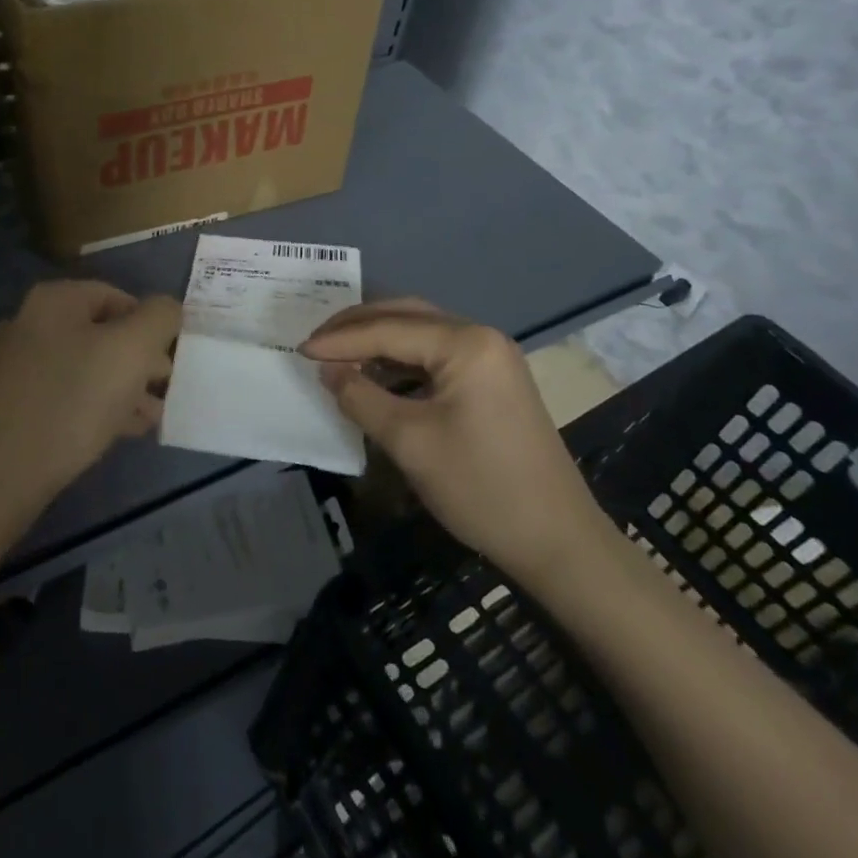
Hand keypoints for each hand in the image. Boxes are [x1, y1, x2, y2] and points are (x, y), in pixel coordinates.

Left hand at [0, 279, 180, 517]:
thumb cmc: (72, 401)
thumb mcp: (132, 349)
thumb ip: (160, 317)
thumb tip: (168, 309)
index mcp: (55, 300)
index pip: (119, 297)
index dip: (152, 325)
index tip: (172, 360)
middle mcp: (30, 323)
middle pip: (103, 333)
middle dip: (141, 361)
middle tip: (167, 389)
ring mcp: (16, 366)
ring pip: (87, 367)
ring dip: (125, 387)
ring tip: (152, 416)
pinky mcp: (12, 406)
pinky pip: (67, 395)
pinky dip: (97, 407)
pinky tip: (122, 431)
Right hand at [301, 299, 609, 582]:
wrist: (558, 541)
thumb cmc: (480, 487)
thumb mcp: (410, 442)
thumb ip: (361, 397)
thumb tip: (328, 370)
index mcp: (465, 343)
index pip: (388, 329)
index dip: (341, 340)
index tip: (300, 350)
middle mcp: (481, 337)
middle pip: (407, 316)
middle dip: (358, 326)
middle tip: (316, 342)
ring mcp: (492, 358)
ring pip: (422, 334)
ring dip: (379, 341)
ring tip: (339, 356)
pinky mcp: (494, 381)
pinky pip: (437, 356)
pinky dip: (402, 361)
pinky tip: (378, 377)